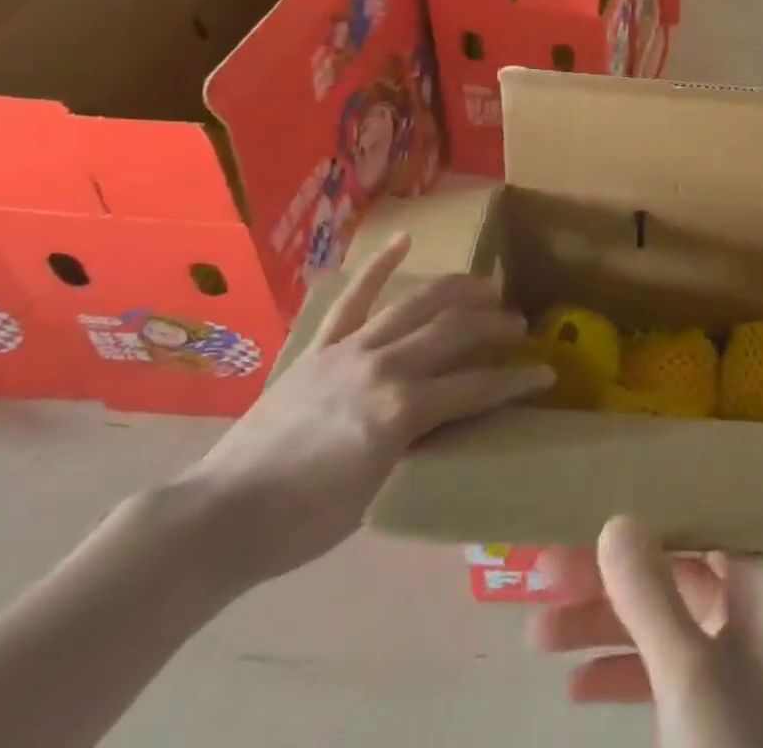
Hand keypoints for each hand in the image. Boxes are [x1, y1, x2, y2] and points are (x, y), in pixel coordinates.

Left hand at [168, 232, 551, 589]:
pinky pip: (353, 299)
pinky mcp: (320, 347)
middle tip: (520, 324)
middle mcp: (384, 367)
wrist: (216, 520)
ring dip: (458, 290)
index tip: (546, 373)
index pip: (477, 387)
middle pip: (455, 331)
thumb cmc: (301, 523)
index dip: (517, 379)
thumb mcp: (379, 492)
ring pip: (417, 304)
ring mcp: (350, 350)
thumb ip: (419, 443)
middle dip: (496, 324)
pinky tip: (404, 239)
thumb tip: (452, 417)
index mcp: (402, 410)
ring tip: (486, 285)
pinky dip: (379, 267)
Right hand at [532, 517, 762, 747]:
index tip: (593, 509)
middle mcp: (756, 609)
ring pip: (663, 621)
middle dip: (611, 578)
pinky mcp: (715, 708)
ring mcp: (736, 660)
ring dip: (604, 626)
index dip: (651, 513)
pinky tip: (574, 686)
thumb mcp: (687, 674)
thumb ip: (650, 595)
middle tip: (544, 572)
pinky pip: (663, 670)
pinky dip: (622, 673)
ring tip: (536, 633)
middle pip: (675, 571)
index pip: (705, 523)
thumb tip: (616, 520)